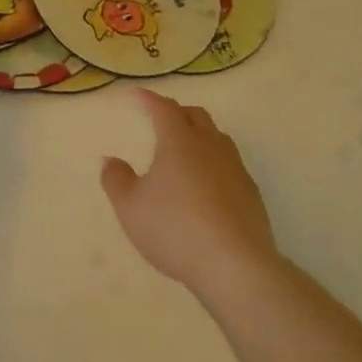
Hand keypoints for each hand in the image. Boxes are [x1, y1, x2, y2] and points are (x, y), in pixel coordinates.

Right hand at [100, 89, 276, 293]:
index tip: (136, 95)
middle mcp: (210, 147)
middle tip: (161, 118)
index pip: (164, 109)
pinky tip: (206, 183)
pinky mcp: (251, 194)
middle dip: (177, 112)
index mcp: (179, 142)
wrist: (235, 265)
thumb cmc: (174, 229)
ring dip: (200, 134)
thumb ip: (116, 180)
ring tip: (185, 148)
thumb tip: (110, 160)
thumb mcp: (130, 207)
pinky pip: (230, 164)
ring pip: (218, 138)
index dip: (149, 99)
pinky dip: (214, 162)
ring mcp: (235, 169)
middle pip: (196, 116)